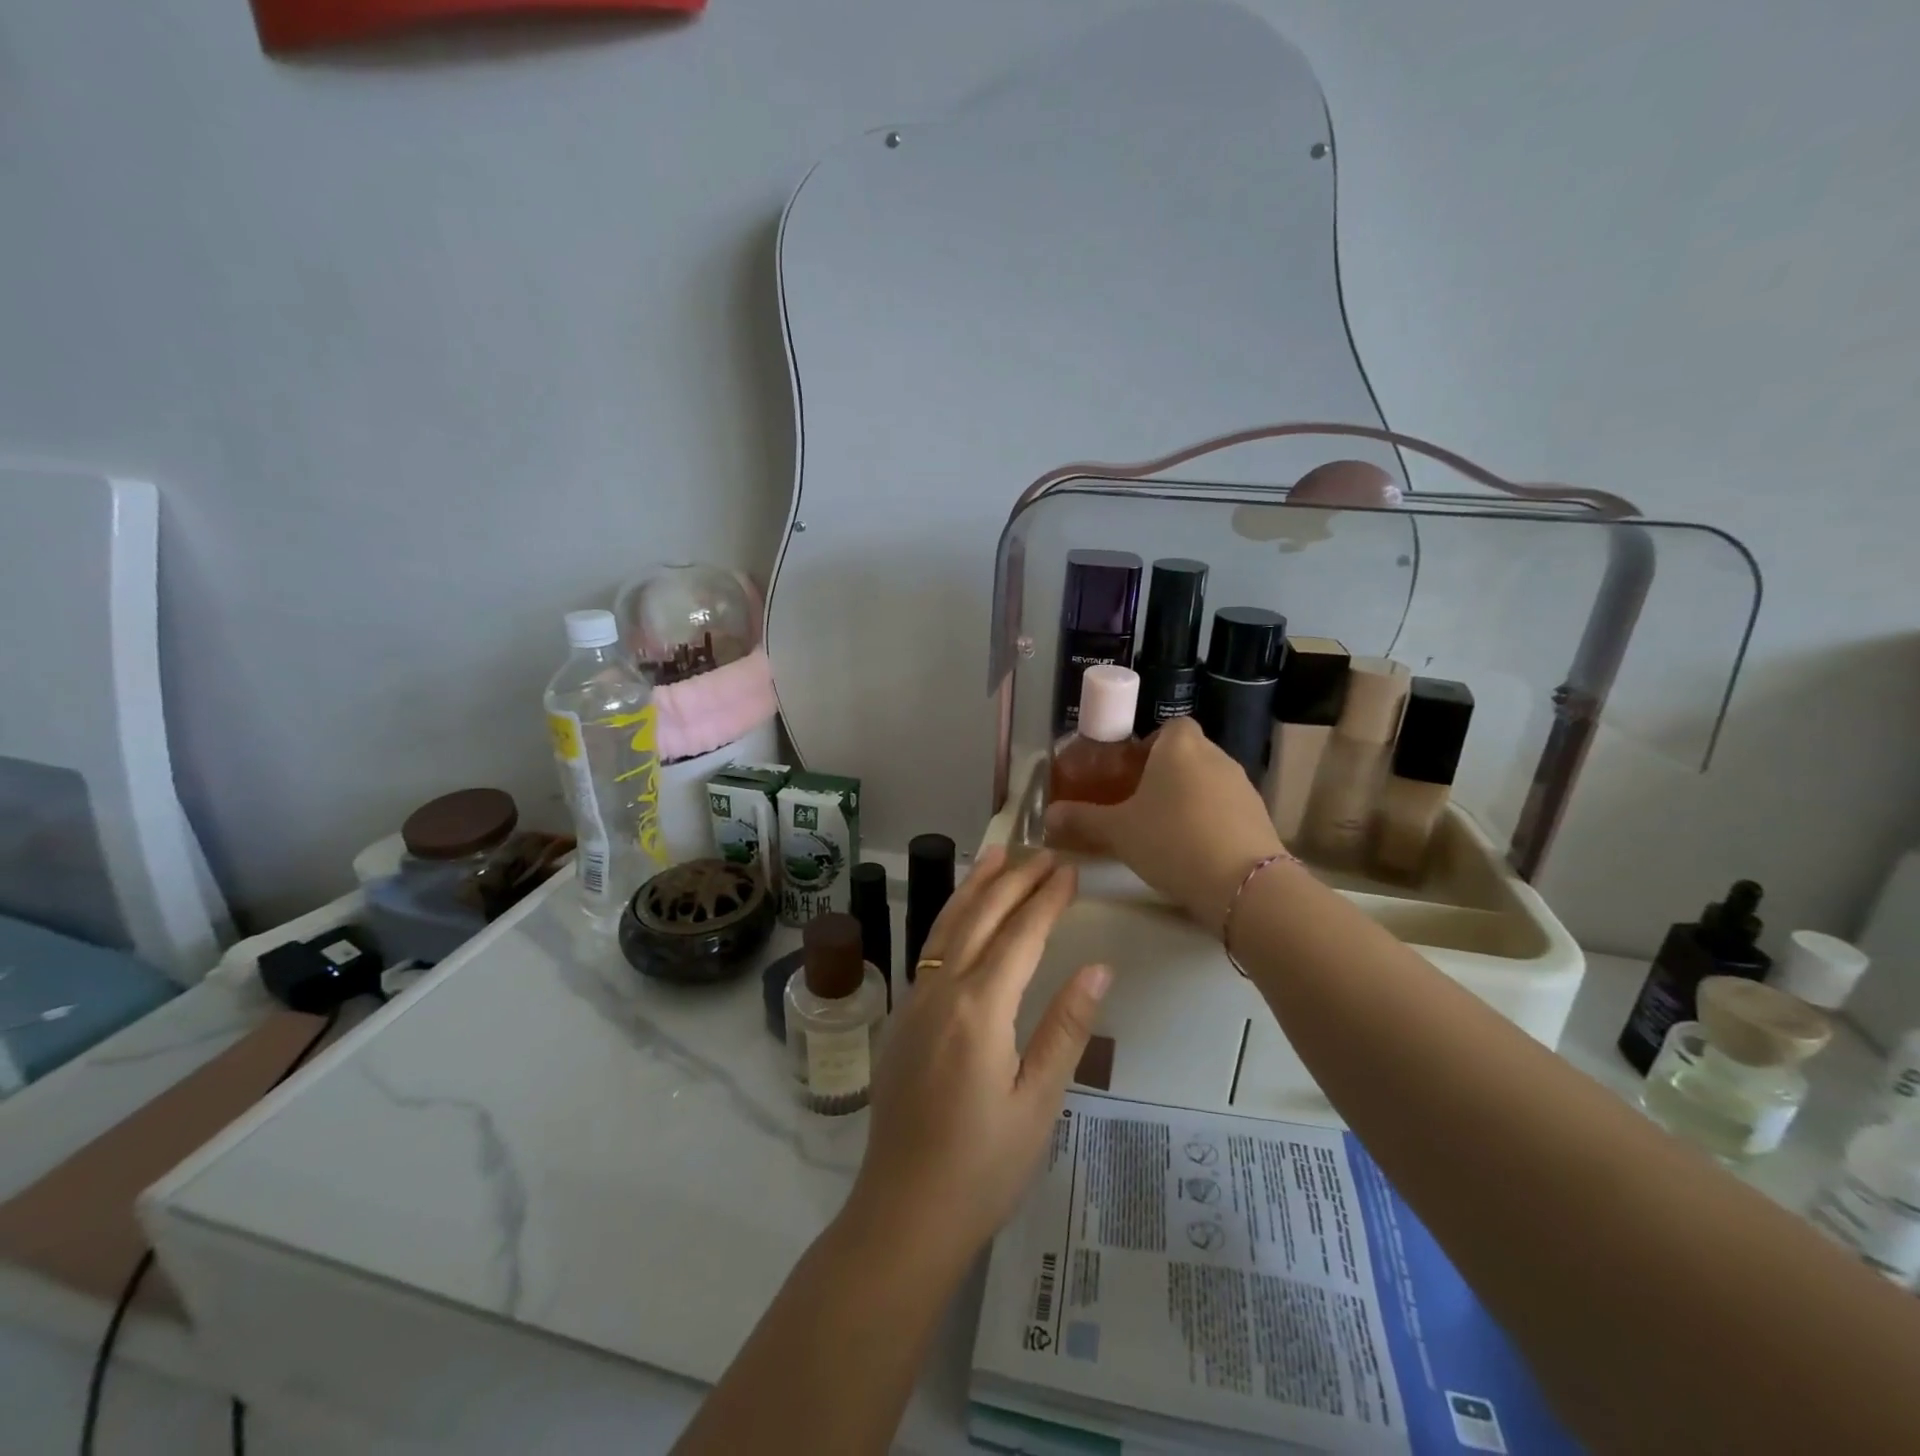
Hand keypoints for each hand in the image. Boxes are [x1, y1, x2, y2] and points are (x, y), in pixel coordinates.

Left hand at [844, 847, 1109, 1262]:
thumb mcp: (1039, 1102)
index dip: (1047, 899)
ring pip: (947, 925)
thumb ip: (1066, 1028)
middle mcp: (941, 992)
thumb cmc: (983, 1166)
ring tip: (996, 853)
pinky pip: (930, 949)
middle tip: (1044, 851)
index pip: (1020, 935)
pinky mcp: (901, 1017)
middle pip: (981, 917)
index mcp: (980, 1009)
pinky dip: (950, 917)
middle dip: (1014, 879)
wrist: (904, 1213)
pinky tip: (962, 913)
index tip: (1070, 870)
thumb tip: (1098, 965)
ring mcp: (914, 1001)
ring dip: (974, 886)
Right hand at [1045, 717, 1281, 928]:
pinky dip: (1212, 821)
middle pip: (1188, 754)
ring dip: (1190, 799)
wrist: (1242, 883)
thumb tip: (1047, 817)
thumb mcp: (1117, 832)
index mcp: (1179, 746)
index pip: (1169, 727)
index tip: (1132, 774)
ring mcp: (1243, 785)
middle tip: (1141, 806)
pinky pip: (1227, 808)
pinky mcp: (1260, 815)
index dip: (1151, 746)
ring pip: (1208, 782)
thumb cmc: (1170, 840)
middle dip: (1167, 775)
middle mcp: (1215, 755)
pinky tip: (1196, 851)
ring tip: (1167, 833)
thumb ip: (1082, 820)